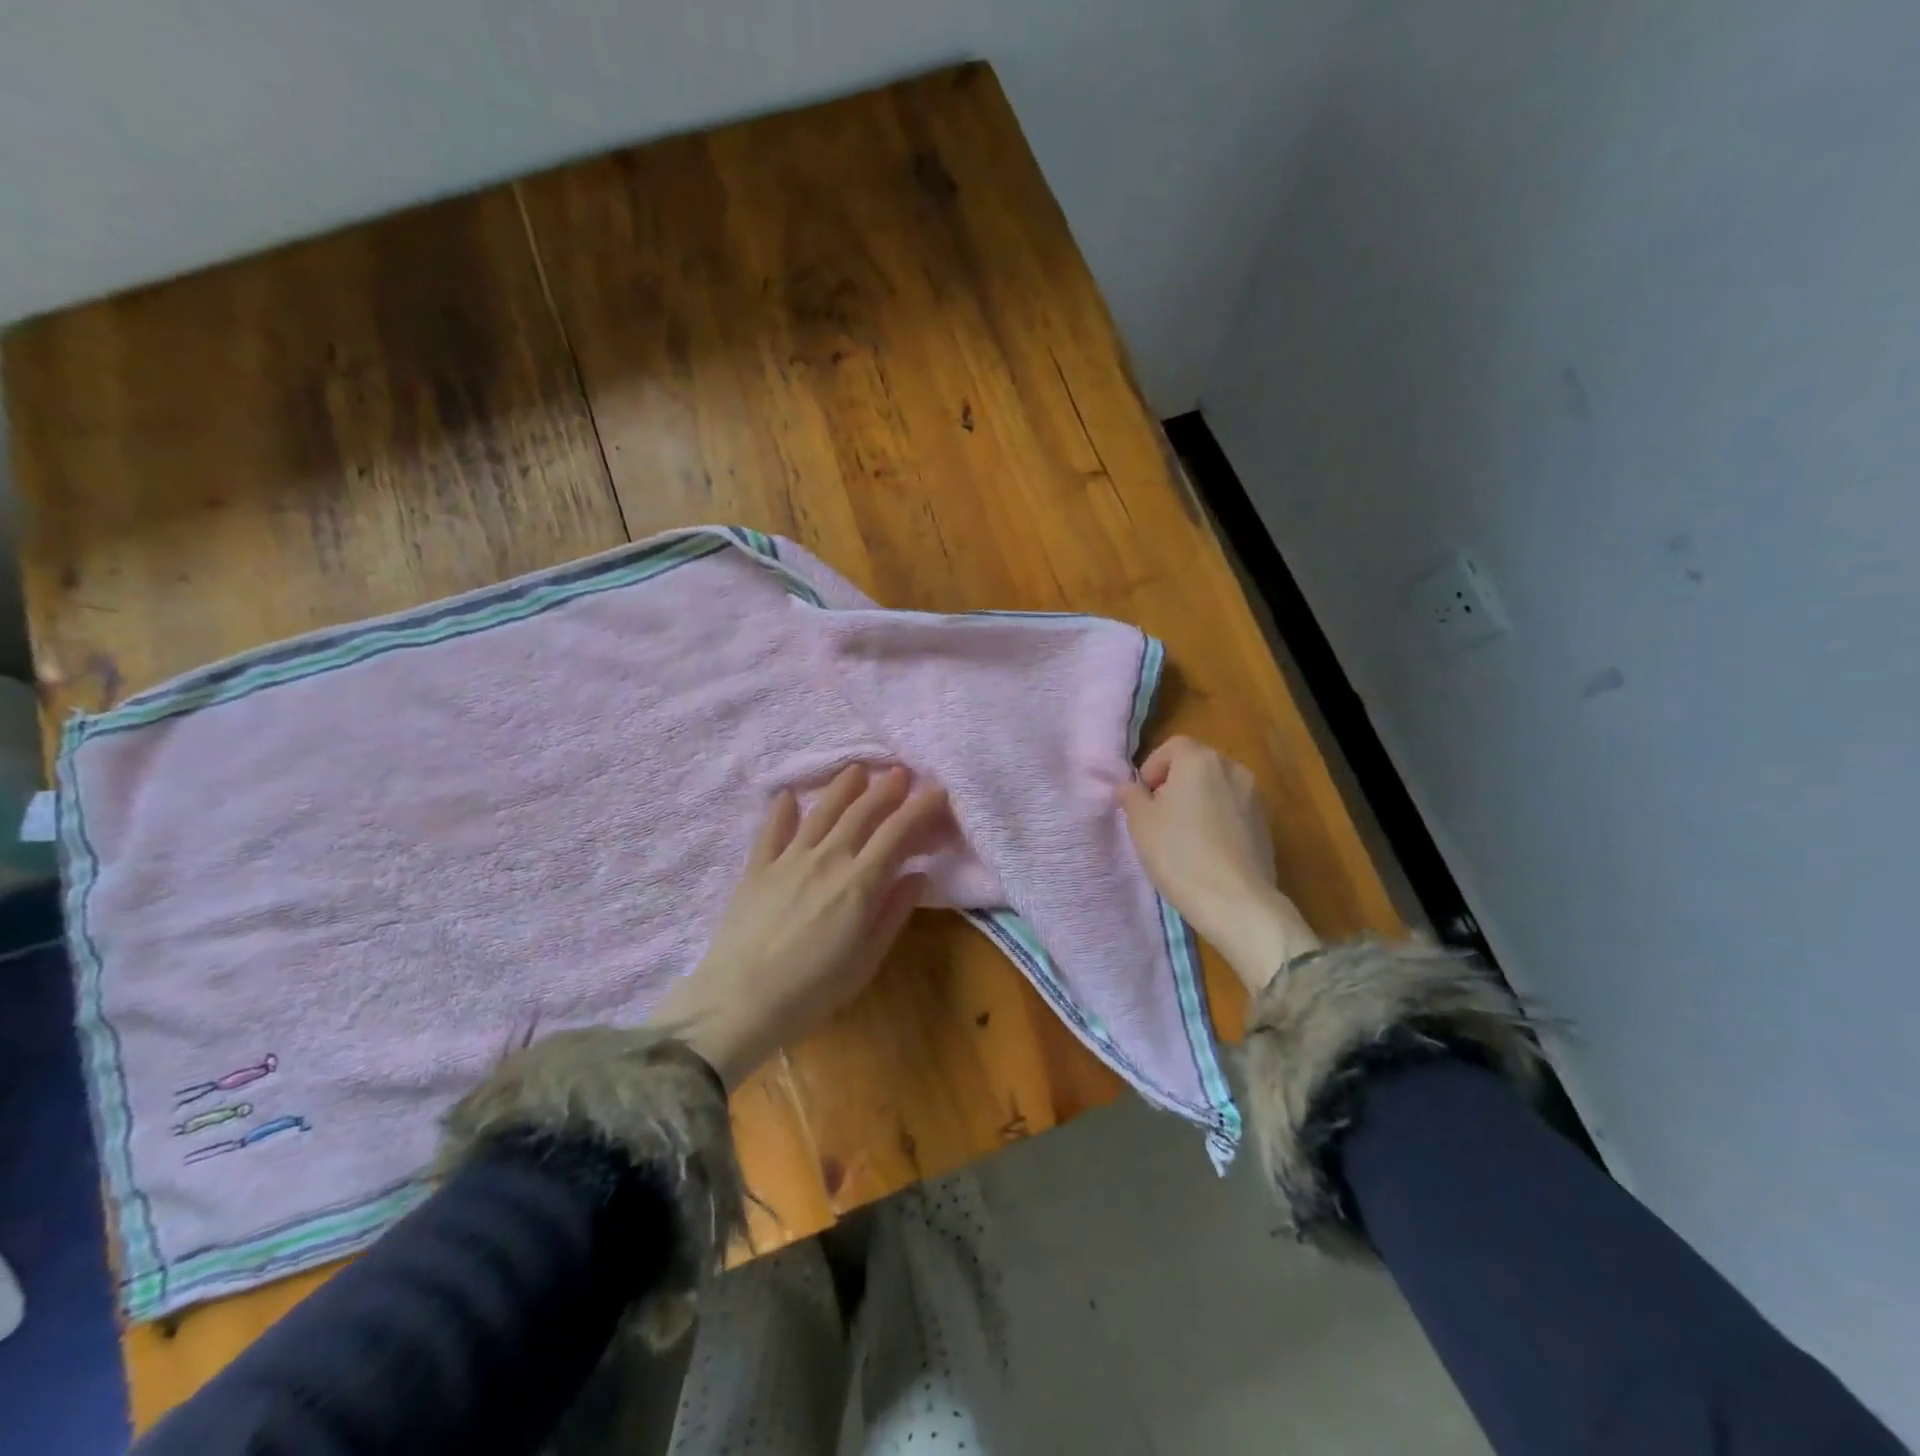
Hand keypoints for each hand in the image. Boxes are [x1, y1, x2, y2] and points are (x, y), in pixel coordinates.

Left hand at [650, 764, 949, 1086]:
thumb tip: (917, 874)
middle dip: (886, 789)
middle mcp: (828, 858)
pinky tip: (788, 795)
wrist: (740, 1001)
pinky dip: (782, 809)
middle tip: (900, 772)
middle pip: (862, 812)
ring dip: (843, 788)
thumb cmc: (813, 990)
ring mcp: (789, 859)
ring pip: (822, 812)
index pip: (898, 832)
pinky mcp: (757, 867)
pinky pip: (772, 829)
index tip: (938, 791)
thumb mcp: (867, 959)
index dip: (921, 808)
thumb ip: (893, 912)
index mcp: (860, 882)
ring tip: (857, 770)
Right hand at [1118, 736, 1320, 993]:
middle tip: (1159, 818)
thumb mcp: (1140, 823)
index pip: (1172, 747)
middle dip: (1175, 784)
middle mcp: (1232, 769)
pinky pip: (1234, 811)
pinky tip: (1208, 851)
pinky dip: (1218, 821)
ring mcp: (1255, 797)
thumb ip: (1131, 796)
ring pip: (1217, 788)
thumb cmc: (1179, 854)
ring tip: (1184, 836)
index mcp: (1200, 760)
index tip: (1143, 798)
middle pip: (1197, 765)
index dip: (1152, 768)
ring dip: (1199, 802)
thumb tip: (1130, 787)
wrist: (1235, 901)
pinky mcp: (1266, 825)